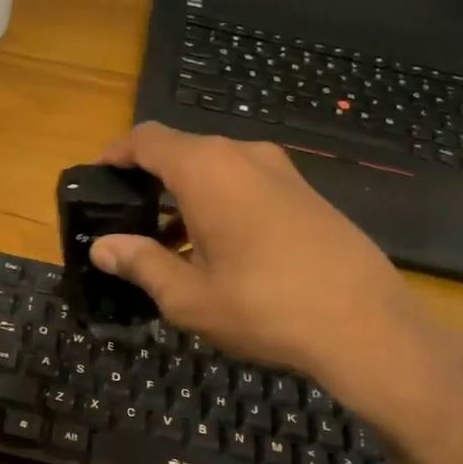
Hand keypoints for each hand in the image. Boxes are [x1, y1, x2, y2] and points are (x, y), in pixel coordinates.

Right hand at [90, 124, 462, 463]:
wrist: (365, 324)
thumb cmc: (263, 307)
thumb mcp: (187, 296)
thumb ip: (140, 263)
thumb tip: (102, 247)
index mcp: (207, 170)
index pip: (148, 140)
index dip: (116, 153)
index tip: (97, 174)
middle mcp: (244, 156)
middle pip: (182, 152)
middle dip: (149, 180)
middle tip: (127, 219)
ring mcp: (281, 172)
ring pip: (216, 170)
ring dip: (185, 197)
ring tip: (166, 244)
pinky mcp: (306, 193)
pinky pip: (246, 184)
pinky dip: (218, 204)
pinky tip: (215, 250)